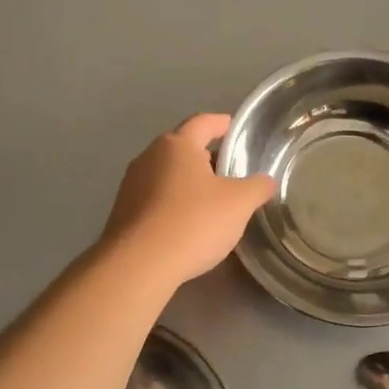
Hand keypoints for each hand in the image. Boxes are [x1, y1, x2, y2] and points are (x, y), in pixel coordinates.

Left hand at [101, 114, 275, 286]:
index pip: (202, 123)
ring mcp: (131, 185)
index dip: (221, 123)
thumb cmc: (193, 222)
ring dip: (188, 183)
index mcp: (177, 145)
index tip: (234, 128)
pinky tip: (186, 225)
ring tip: (210, 201)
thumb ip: (257, 187)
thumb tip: (266, 181)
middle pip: (182, 148)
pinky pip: (154, 200)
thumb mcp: (239, 203)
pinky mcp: (122, 213)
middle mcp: (149, 157)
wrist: (139, 265)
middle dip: (205, 157)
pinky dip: (173, 204)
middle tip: (229, 172)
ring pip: (167, 175)